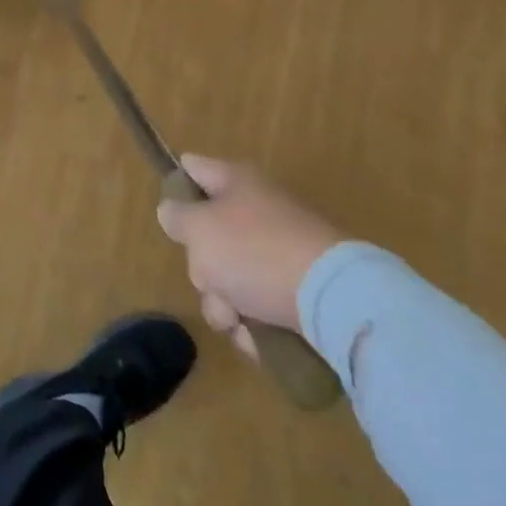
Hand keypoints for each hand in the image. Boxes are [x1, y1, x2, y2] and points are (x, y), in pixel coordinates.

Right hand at [156, 155, 342, 356]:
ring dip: (224, 302)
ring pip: (231, 275)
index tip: (170, 217)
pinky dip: (254, 322)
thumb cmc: (254, 251)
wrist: (335, 300)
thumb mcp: (198, 229)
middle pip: (209, 234)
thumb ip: (176, 217)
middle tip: (209, 279)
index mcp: (235, 182)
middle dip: (202, 266)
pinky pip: (260, 303)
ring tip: (237, 319)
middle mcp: (259, 210)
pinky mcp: (300, 289)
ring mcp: (282, 250)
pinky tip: (257, 337)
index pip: (192, 168)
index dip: (175, 186)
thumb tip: (173, 212)